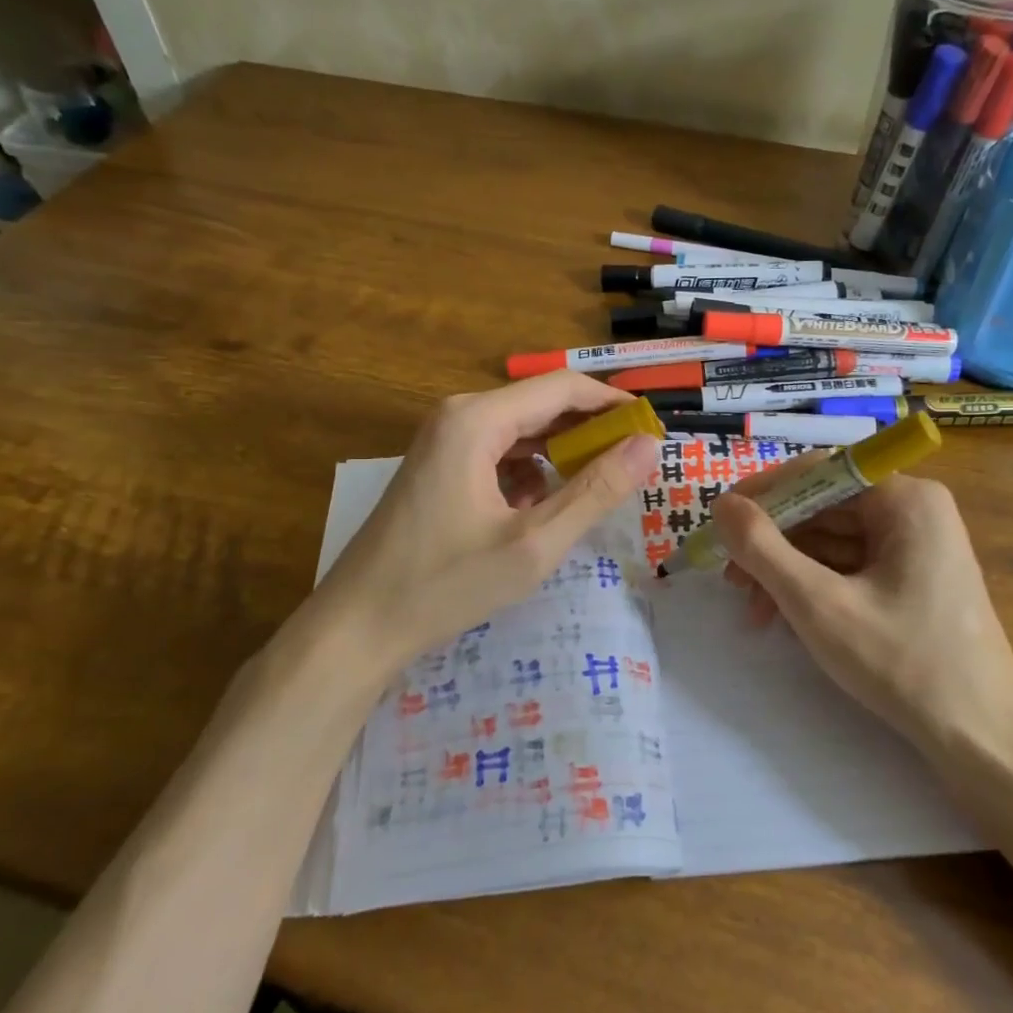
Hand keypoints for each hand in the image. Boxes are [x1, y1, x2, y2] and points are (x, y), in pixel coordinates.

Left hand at [311, 374, 658, 676]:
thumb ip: (595, 491)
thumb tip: (649, 446)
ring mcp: (444, 440)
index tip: (653, 430)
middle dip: (590, 430)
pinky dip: (530, 471)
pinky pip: (499, 452)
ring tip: (597, 487)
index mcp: (477, 420)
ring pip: (521, 430)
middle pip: (541, 405)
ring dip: (561, 452)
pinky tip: (540, 509)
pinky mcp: (439, 465)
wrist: (358, 624)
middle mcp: (458, 415)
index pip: (563, 388)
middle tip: (634, 464)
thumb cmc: (445, 584)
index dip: (613, 404)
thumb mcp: (533, 544)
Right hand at [710, 466, 1012, 754]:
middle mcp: (914, 511)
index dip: (764, 493)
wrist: (982, 738)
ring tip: (754, 612)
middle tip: (731, 579)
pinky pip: (850, 567)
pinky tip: (787, 622)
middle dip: (772, 544)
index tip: (721, 523)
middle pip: (823, 508)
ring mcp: (916, 547)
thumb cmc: (903, 663)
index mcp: (905, 499)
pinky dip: (814, 588)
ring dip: (787, 571)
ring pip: (832, 541)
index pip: (819, 471)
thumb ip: (762, 549)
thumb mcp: (819, 604)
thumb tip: (722, 504)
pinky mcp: (913, 580)